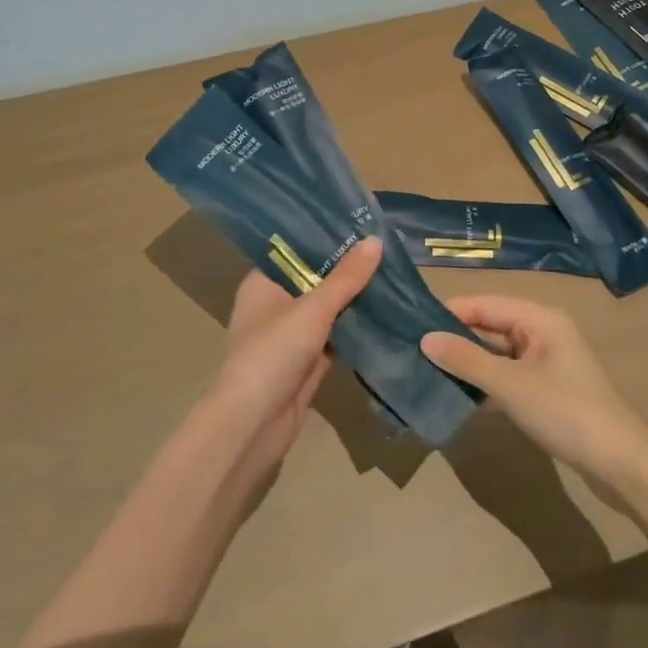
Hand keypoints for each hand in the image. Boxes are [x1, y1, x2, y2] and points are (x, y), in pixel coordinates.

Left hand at [208, 237, 380, 474]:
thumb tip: (375, 240)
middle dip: (348, 269)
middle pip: (316, 279)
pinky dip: (357, 329)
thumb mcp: (312, 309)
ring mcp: (291, 336)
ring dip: (355, 299)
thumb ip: (346, 278)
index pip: (296, 250)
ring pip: (328, 310)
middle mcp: (275, 305)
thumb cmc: (273, 353)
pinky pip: (336, 338)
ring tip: (393, 273)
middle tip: (387, 246)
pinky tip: (387, 314)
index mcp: (263, 283)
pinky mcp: (307, 363)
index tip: (361, 223)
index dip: (326, 237)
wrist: (254, 425)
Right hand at [422, 296, 647, 489]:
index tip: (410, 324)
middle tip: (413, 350)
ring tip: (426, 371)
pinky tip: (457, 394)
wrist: (622, 464)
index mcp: (539, 317)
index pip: (484, 303)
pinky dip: (485, 382)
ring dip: (468, 362)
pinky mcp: (546, 389)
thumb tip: (425, 339)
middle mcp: (542, 331)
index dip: (449, 312)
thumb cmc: (566, 412)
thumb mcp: (511, 385)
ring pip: (497, 352)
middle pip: (490, 326)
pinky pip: (507, 375)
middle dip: (455, 338)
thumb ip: (467, 360)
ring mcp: (546, 361)